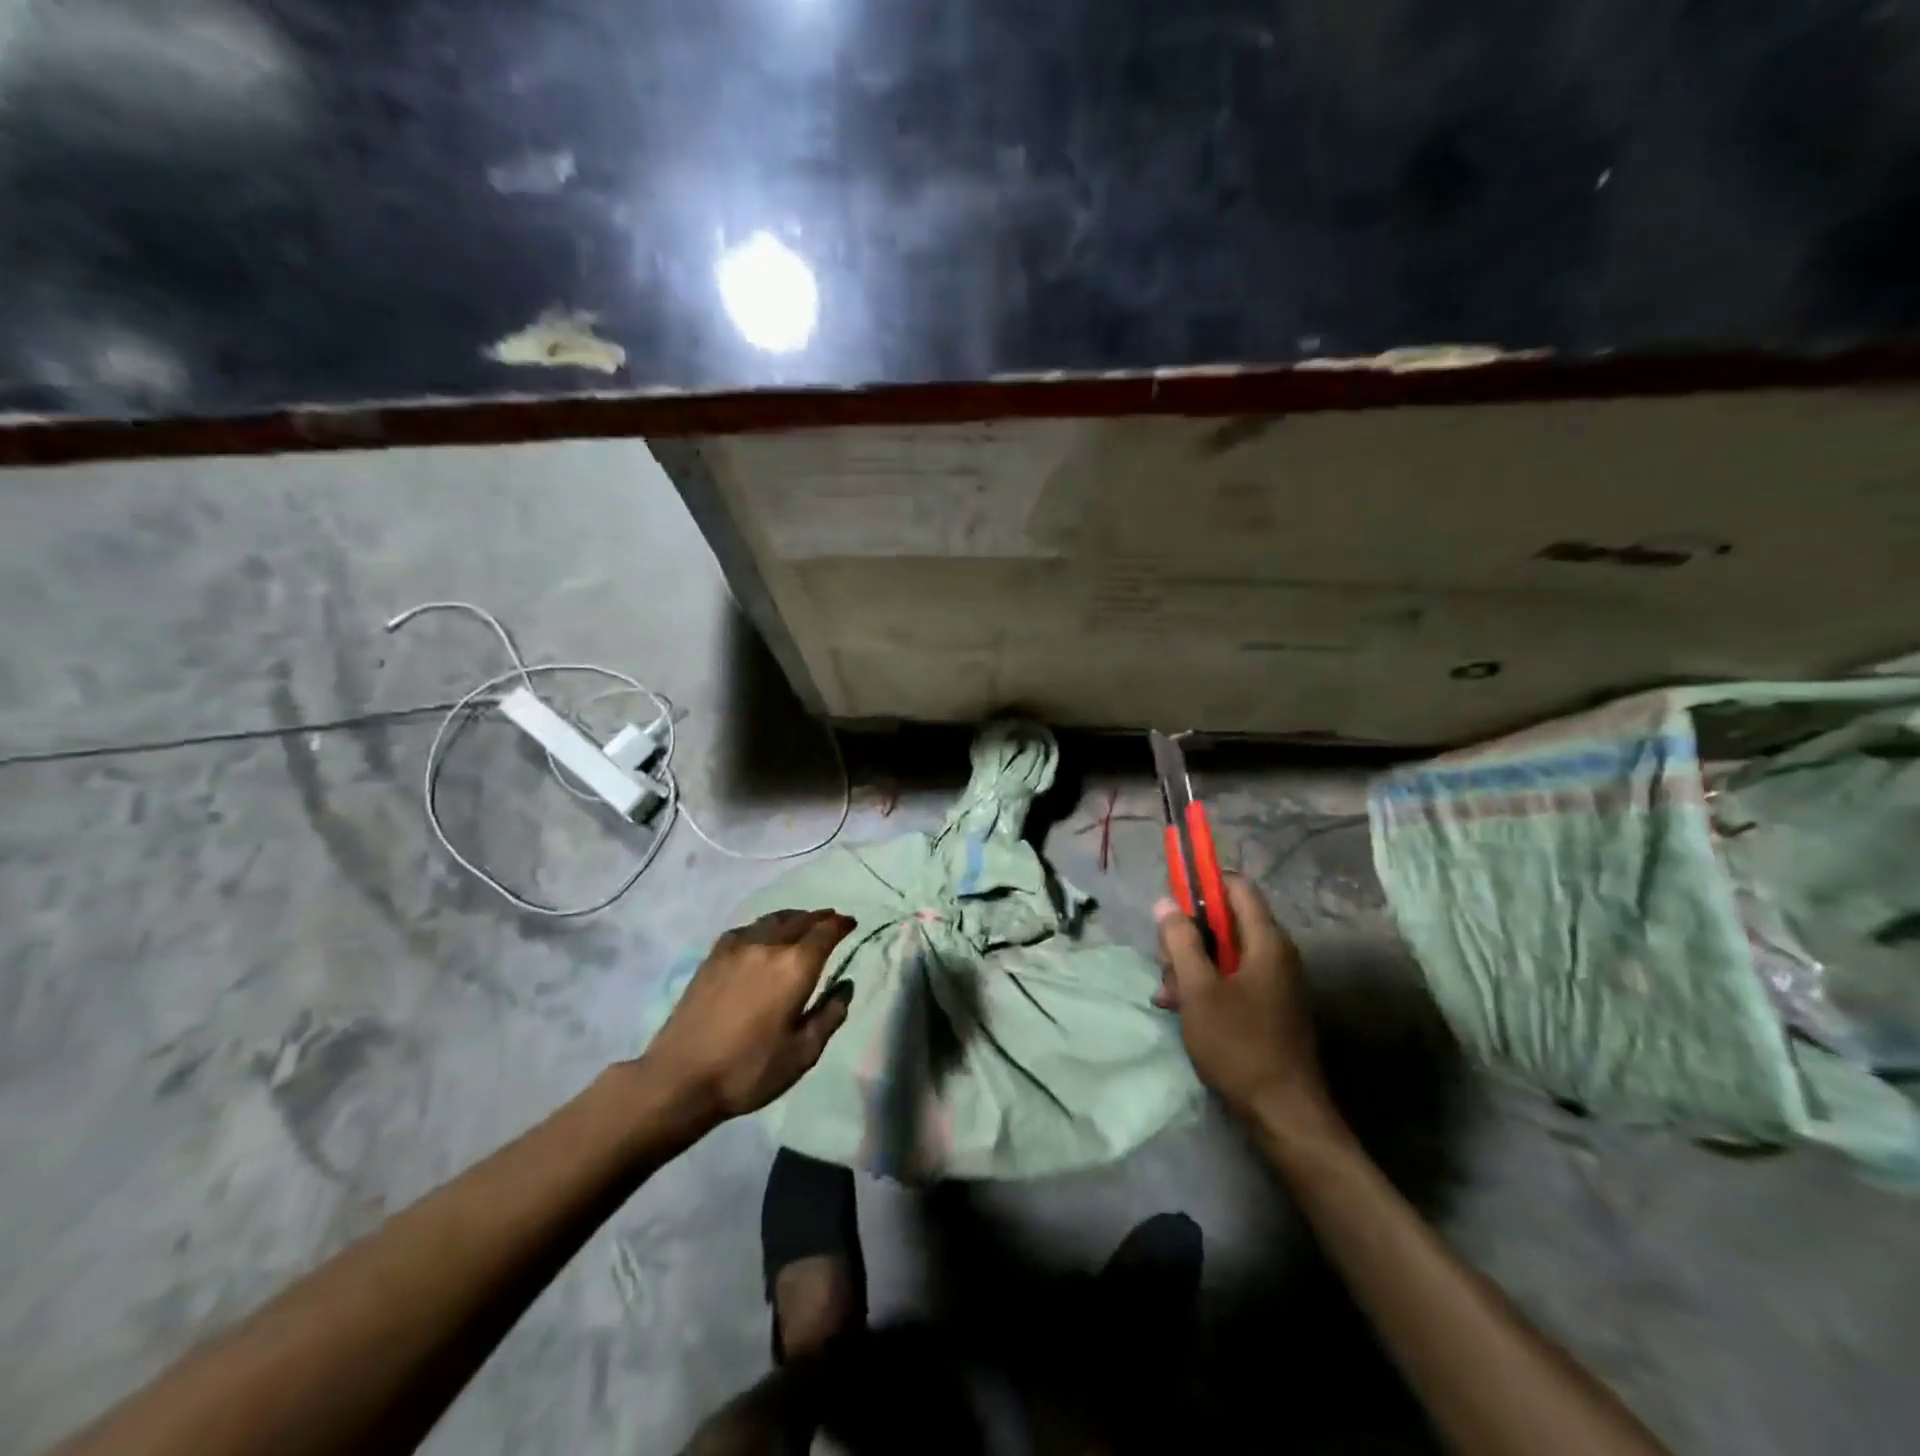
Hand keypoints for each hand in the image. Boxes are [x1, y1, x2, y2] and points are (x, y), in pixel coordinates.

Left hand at [643, 909, 856, 1124]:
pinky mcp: (714, 956)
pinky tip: (763, 937)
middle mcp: (769, 946)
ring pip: (773, 919)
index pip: (826, 932)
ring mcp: (738, 947)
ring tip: (802, 923)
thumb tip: (846, 985)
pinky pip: (747, 929)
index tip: (851, 923)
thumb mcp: (803, 1053)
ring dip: (794, 918)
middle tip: (832, 921)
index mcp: (796, 966)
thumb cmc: (749, 1069)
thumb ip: (830, 1015)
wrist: (681, 1077)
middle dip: (820, 918)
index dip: (841, 924)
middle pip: (801, 919)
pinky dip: (765, 926)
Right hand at [1155, 876, 1336, 1131]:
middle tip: (1164, 963)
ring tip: (1168, 996)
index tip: (1172, 900)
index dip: (1203, 884)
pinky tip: (1182, 1010)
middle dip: (1189, 936)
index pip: (1237, 887)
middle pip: (1226, 921)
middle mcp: (1276, 954)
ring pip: (1225, 953)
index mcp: (1267, 941)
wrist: (1284, 1114)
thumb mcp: (1198, 990)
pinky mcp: (1270, 1006)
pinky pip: (1234, 979)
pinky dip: (1207, 986)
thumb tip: (1165, 902)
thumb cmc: (1239, 1045)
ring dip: (1192, 966)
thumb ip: (1180, 941)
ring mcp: (1275, 982)